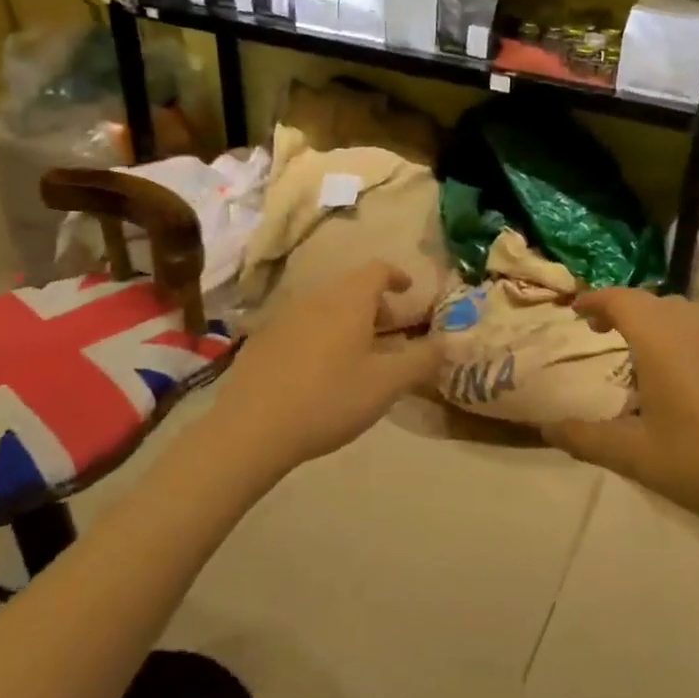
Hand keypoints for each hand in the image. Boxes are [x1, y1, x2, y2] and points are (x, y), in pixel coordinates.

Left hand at [208, 260, 441, 475]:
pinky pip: (301, 326)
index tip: (409, 291)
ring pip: (325, 307)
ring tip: (357, 355)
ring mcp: (284, 317)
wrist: (251, 428)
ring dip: (347, 321)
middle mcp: (316, 298)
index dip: (397, 276)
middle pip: (351, 288)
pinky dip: (320, 336)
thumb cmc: (329, 399)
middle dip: (375, 305)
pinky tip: (318, 372)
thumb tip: (446, 343)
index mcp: (349, 301)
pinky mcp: (262, 341)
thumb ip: (422, 360)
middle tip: (390, 333)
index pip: (377, 270)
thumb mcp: (387, 384)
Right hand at [542, 289, 698, 537]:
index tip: (575, 312)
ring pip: (675, 310)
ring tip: (632, 347)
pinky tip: (670, 370)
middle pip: (647, 300)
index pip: (620, 300)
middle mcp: (687, 328)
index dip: (595, 300)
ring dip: (649, 317)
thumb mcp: (630, 454)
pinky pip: (695, 327)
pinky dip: (672, 331)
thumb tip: (546, 428)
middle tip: (598, 330)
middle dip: (619, 307)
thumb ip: (584, 437)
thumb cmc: (695, 461)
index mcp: (658, 340)